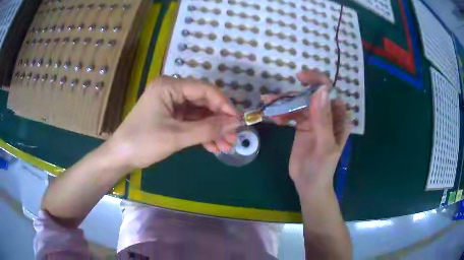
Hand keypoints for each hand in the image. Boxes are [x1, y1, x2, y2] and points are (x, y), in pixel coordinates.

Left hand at [107, 76, 241, 168]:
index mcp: (169, 86)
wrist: (119, 157)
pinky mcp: (168, 116)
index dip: (224, 105)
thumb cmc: (143, 143)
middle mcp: (170, 90)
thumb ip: (207, 129)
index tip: (237, 122)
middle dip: (219, 121)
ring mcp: (169, 104)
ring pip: (198, 114)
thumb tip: (235, 124)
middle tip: (233, 138)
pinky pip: (190, 122)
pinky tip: (212, 146)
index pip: (204, 90)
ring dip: (212, 130)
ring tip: (225, 146)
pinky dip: (201, 133)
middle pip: (203, 102)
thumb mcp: (176, 136)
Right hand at [262, 70, 350, 193]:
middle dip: (294, 94)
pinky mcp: (303, 126)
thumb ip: (323, 119)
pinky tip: (274, 117)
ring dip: (284, 103)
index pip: (329, 92)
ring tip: (268, 104)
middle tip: (274, 97)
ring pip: (300, 103)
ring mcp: (314, 119)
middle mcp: (328, 115)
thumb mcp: (324, 145)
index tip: (300, 78)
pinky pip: (292, 113)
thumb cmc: (321, 168)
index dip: (317, 81)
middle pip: (311, 95)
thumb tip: (320, 90)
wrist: (308, 185)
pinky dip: (282, 112)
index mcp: (339, 118)